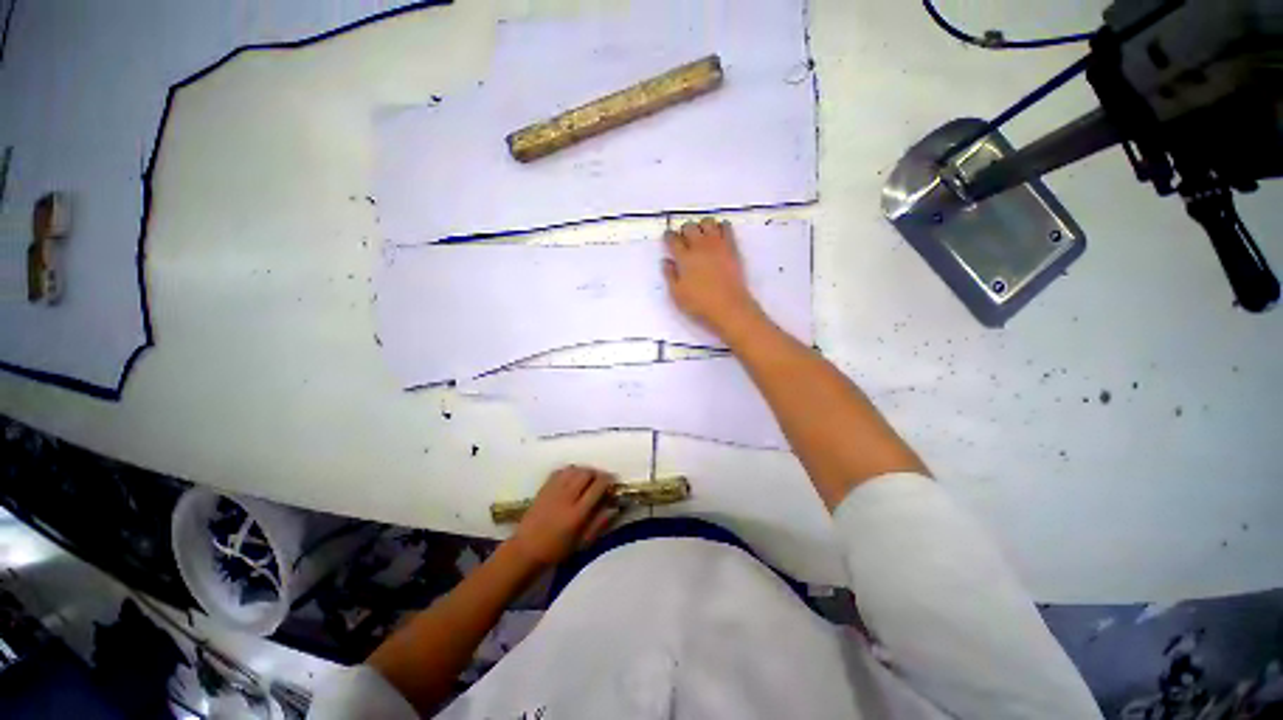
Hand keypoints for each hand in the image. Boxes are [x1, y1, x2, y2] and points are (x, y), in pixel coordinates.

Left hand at [509, 466, 617, 566]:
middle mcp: (566, 497)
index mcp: (577, 513)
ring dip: (584, 471)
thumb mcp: (583, 542)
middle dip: (596, 474)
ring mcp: (553, 490)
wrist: (526, 549)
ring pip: (574, 469)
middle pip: (586, 473)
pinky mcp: (544, 487)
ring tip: (586, 479)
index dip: (608, 480)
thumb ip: (600, 522)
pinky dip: (570, 471)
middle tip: (600, 481)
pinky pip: (561, 471)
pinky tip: (571, 479)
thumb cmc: (558, 549)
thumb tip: (614, 506)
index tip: (612, 483)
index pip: (598, 486)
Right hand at [663, 218, 764, 340]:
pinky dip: (720, 226)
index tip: (668, 238)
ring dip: (702, 226)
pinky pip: (726, 227)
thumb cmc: (700, 304)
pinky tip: (718, 234)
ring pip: (707, 223)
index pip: (673, 239)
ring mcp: (717, 245)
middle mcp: (699, 246)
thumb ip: (670, 276)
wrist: (729, 306)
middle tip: (684, 239)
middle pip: (689, 227)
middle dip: (684, 230)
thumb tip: (666, 261)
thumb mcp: (677, 294)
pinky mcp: (731, 247)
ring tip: (701, 235)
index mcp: (684, 258)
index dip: (669, 237)